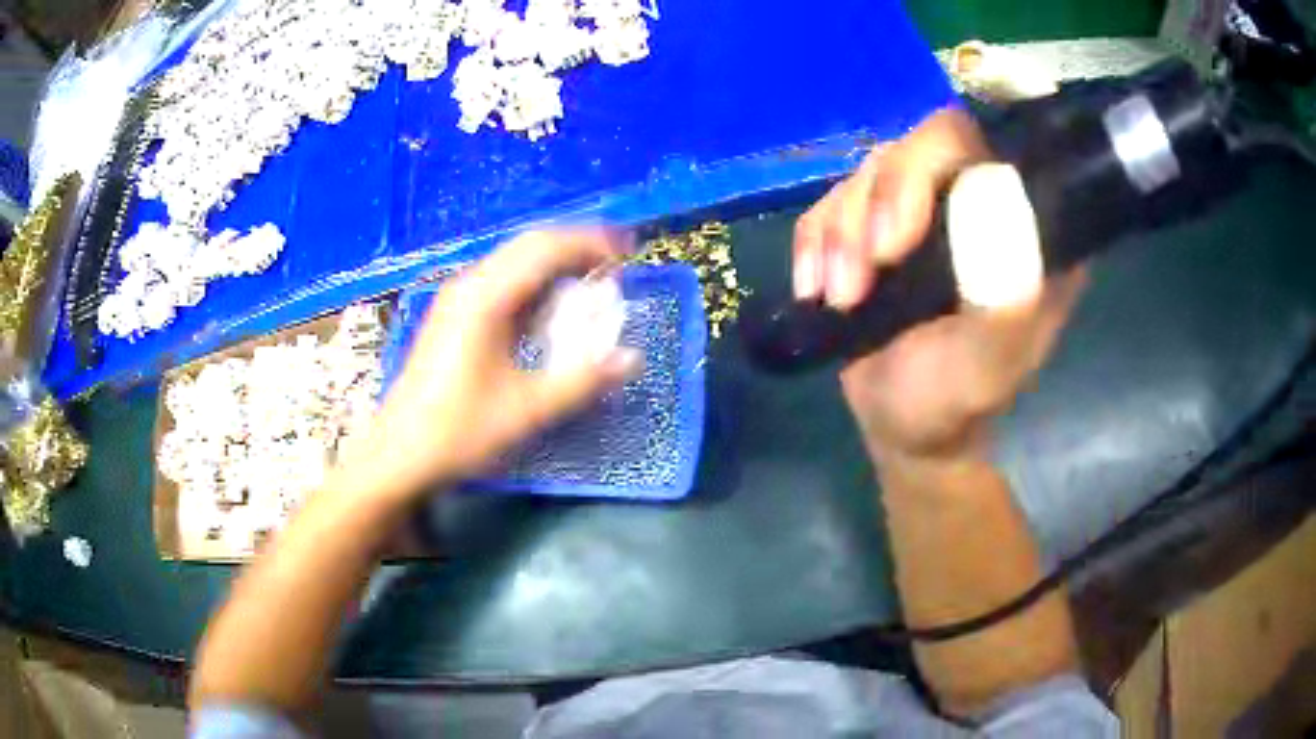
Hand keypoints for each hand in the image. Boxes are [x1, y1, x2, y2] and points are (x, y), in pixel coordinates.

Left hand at [345, 230, 640, 497]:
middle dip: (577, 248)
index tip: (629, 253)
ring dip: (557, 267)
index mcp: (485, 299)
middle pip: (530, 246)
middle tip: (618, 267)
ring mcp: (459, 300)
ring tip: (594, 286)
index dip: (591, 242)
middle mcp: (470, 286)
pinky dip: (537, 287)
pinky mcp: (456, 316)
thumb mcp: (527, 410)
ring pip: (516, 263)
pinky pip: (504, 284)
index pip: (545, 248)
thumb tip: (632, 358)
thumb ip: (582, 381)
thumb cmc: (458, 431)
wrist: (399, 454)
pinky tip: (553, 314)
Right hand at [794, 108, 1085, 459]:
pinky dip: (814, 243)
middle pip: (914, 147)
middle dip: (874, 207)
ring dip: (840, 235)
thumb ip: (1002, 304)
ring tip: (840, 299)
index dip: (926, 166)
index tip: (895, 241)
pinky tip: (817, 288)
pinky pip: (830, 201)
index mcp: (1022, 225)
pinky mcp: (877, 223)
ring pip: (868, 173)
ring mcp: (923, 208)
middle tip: (859, 277)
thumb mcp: (984, 365)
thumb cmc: (953, 400)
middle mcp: (975, 200)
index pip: (978, 145)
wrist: (903, 423)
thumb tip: (999, 215)